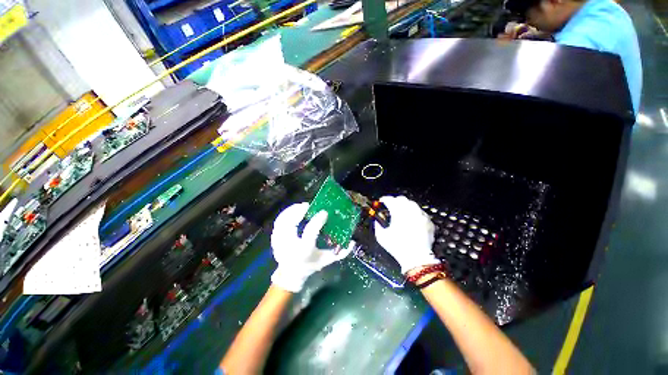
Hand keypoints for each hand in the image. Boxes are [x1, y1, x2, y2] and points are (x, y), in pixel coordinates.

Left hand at [270, 203, 351, 291]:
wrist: (291, 274)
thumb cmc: (310, 266)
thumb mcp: (326, 260)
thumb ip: (340, 253)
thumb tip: (353, 242)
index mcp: (304, 251)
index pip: (310, 233)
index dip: (317, 221)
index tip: (323, 212)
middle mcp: (290, 246)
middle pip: (291, 224)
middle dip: (298, 212)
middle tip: (308, 206)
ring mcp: (279, 242)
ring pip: (282, 221)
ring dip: (291, 211)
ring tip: (300, 206)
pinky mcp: (275, 239)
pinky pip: (278, 222)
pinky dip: (285, 214)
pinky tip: (292, 210)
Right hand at [374, 196, 438, 273]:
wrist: (417, 258)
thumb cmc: (398, 247)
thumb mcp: (381, 237)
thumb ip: (377, 225)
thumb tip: (376, 220)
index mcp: (398, 213)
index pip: (390, 199)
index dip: (384, 199)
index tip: (382, 202)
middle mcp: (410, 211)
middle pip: (402, 199)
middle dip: (395, 201)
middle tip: (391, 206)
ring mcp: (421, 216)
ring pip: (412, 204)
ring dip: (405, 206)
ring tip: (402, 212)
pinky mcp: (428, 222)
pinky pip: (421, 212)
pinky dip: (415, 213)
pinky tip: (412, 220)